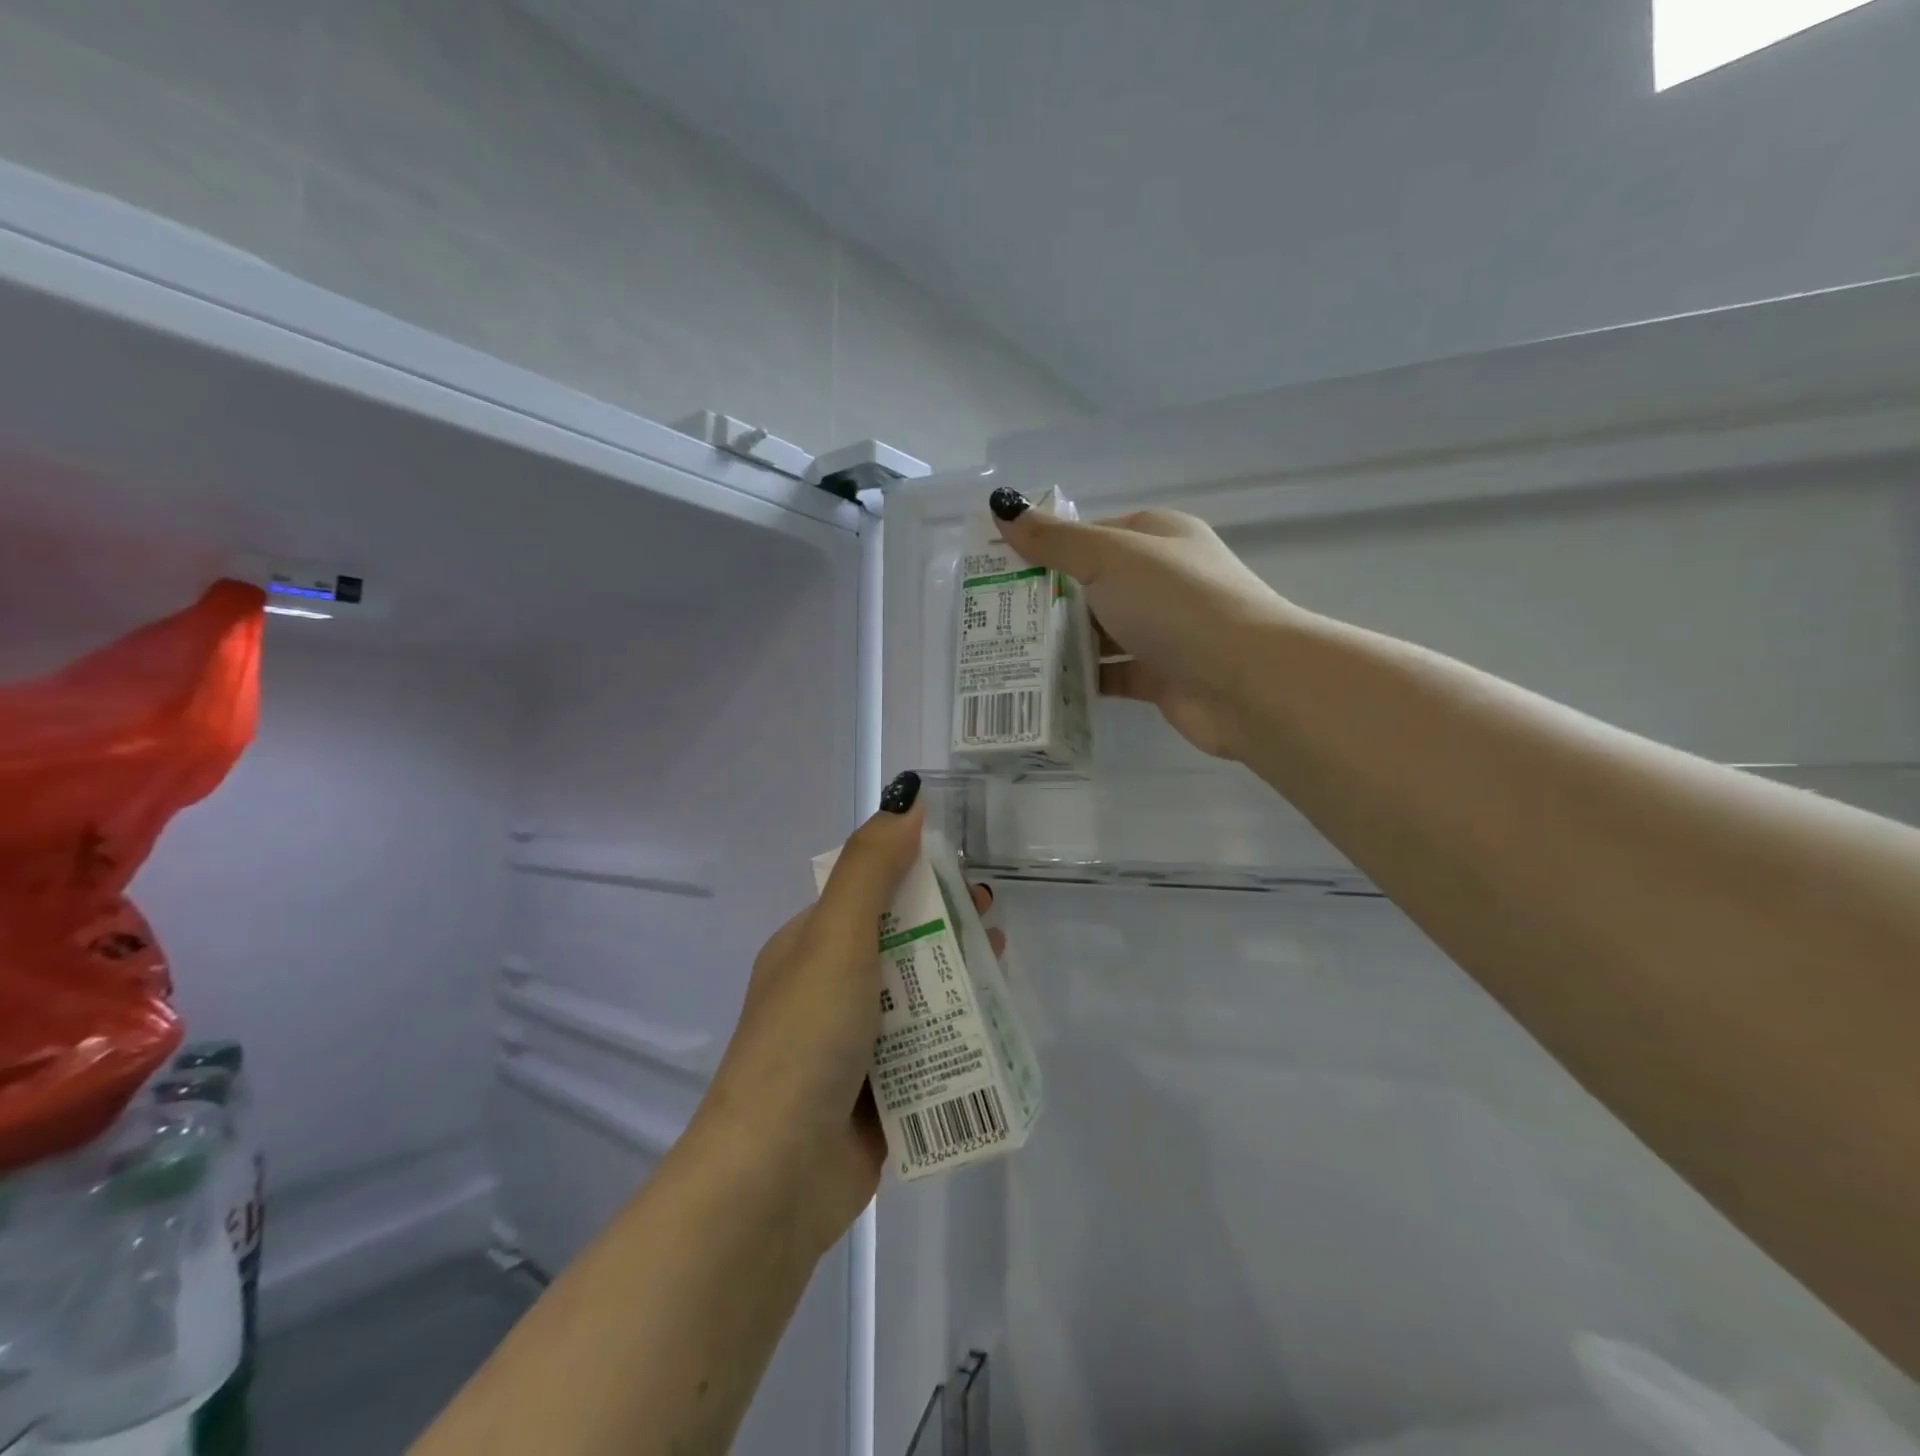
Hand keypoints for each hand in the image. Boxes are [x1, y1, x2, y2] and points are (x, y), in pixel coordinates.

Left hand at [700, 775, 1001, 1251]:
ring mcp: (853, 1047)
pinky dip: (956, 1037)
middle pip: (901, 945)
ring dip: (959, 982)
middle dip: (948, 929)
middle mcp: (829, 991)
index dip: (917, 877)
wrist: (774, 1178)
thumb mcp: (836, 938)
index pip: (870, 894)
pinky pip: (926, 1052)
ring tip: (1001, 970)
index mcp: (810, 948)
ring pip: (918, 999)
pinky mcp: (878, 1097)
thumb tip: (906, 796)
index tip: (963, 876)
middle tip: (992, 923)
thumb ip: (872, 867)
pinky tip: (994, 1030)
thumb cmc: (805, 1039)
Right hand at [989, 490, 1293, 760]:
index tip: (1000, 570)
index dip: (1046, 549)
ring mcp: (1163, 631)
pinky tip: (1042, 686)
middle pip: (1091, 586)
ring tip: (1005, 654)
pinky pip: (1111, 673)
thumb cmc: (1177, 603)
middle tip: (992, 618)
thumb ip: (1055, 540)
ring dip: (1060, 643)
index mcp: (1156, 537)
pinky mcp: (1161, 676)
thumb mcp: (1109, 558)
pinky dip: (1081, 679)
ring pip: (1099, 633)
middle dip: (1046, 601)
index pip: (1090, 536)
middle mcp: (1161, 580)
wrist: (1247, 682)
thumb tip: (1003, 507)